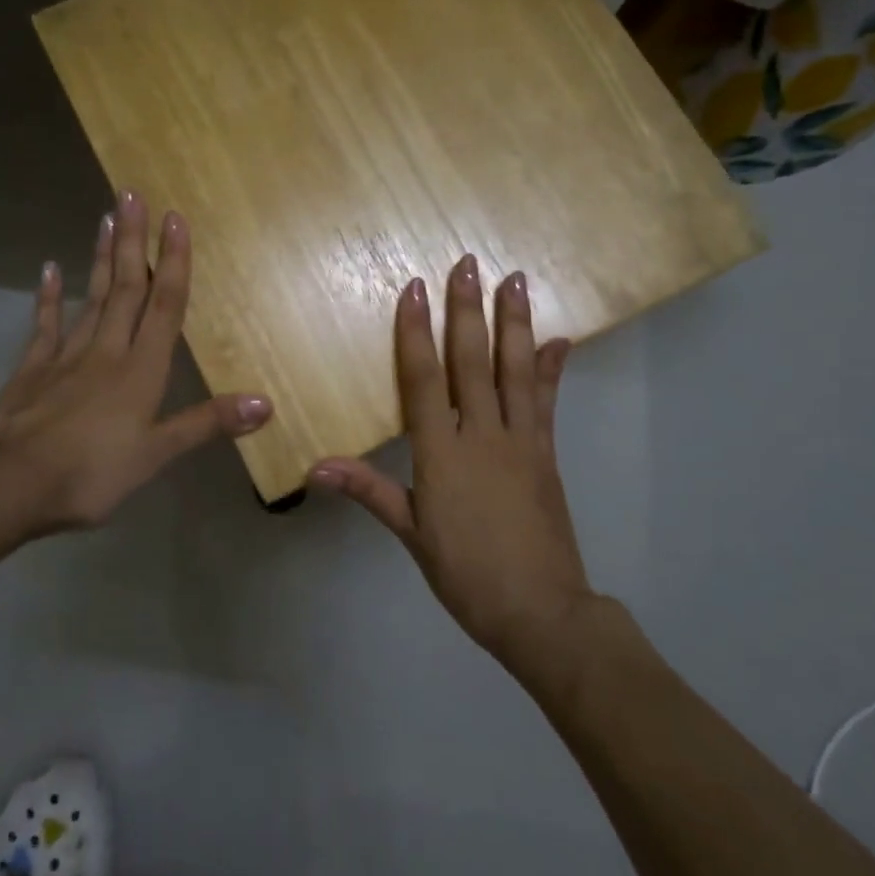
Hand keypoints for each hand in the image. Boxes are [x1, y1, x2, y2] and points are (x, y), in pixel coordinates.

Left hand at [0, 192, 271, 555]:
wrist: (11, 485)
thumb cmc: (91, 473)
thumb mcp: (157, 455)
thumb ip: (207, 424)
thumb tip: (264, 402)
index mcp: (141, 369)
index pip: (164, 305)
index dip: (172, 262)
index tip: (175, 219)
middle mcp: (107, 350)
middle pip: (125, 288)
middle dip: (133, 241)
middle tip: (132, 194)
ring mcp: (66, 356)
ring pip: (90, 297)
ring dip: (100, 257)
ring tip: (106, 217)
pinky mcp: (32, 368)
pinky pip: (44, 324)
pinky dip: (48, 296)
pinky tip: (50, 268)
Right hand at [311, 255, 588, 666]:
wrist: (540, 611)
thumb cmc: (466, 573)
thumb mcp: (411, 535)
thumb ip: (368, 491)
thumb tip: (314, 468)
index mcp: (442, 453)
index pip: (424, 380)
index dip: (417, 333)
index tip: (415, 290)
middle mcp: (482, 435)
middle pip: (471, 363)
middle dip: (467, 310)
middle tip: (468, 264)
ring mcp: (521, 441)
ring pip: (515, 371)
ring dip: (513, 323)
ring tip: (514, 280)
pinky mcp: (546, 453)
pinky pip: (548, 402)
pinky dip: (552, 368)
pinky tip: (559, 339)